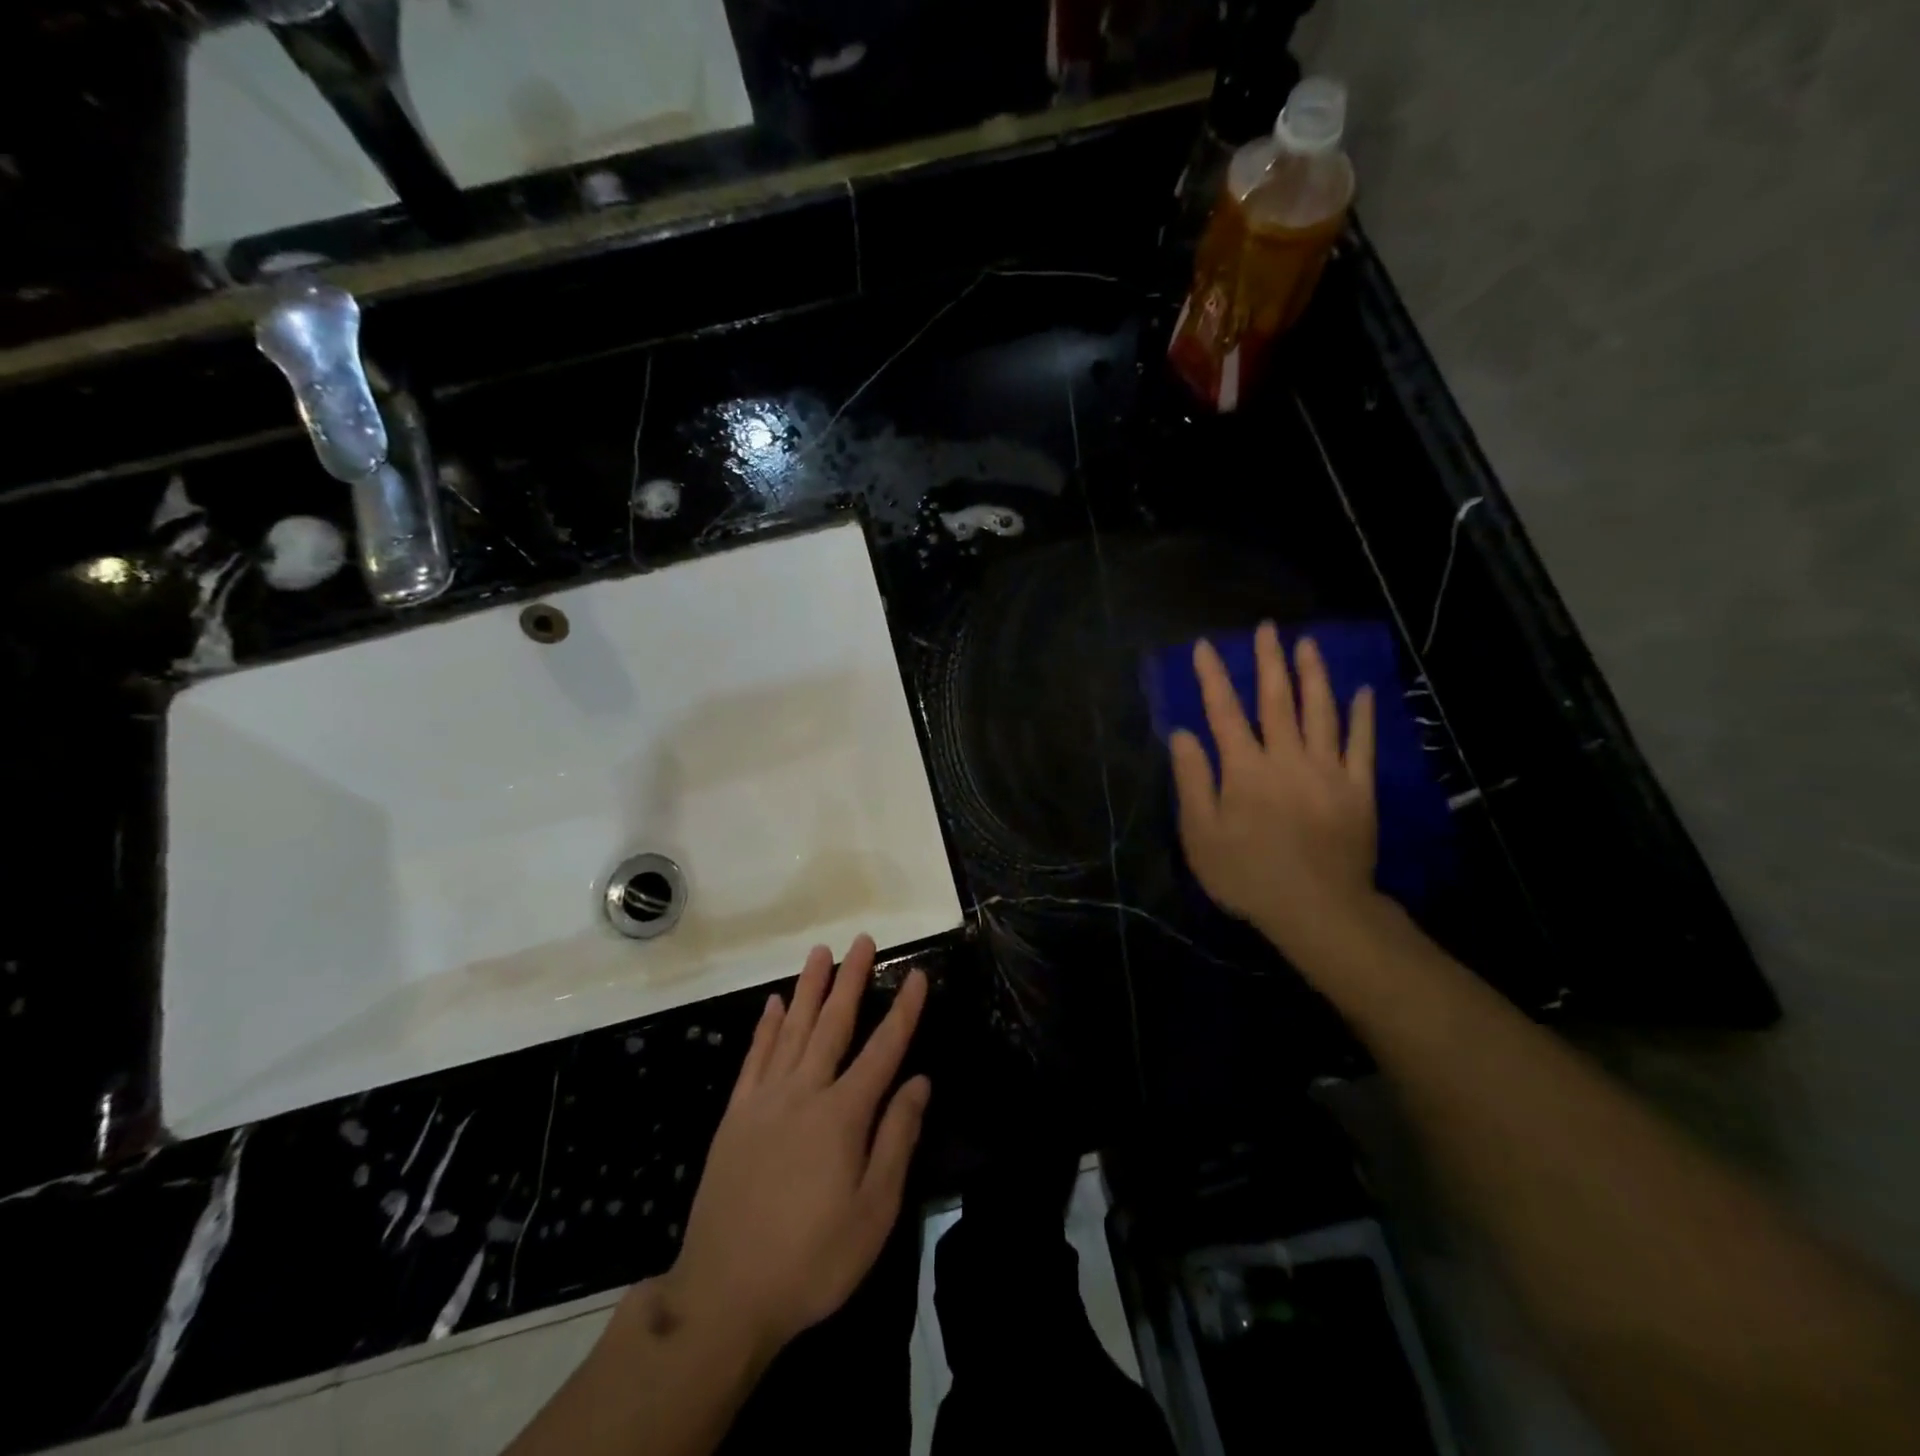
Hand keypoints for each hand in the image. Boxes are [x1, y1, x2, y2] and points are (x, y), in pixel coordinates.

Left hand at [660, 935, 929, 1364]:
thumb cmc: (812, 1259)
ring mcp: (764, 1101)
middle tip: (862, 941)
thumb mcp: (873, 1212)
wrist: (723, 1295)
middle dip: (851, 980)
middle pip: (833, 1024)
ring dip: (809, 988)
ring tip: (820, 952)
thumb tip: (919, 1081)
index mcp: (843, 1115)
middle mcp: (804, 1093)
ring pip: (793, 1029)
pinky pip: (755, 1058)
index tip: (916, 974)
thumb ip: (897, 1139)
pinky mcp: (736, 1116)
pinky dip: (766, 1027)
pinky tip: (775, 1004)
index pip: (883, 1049)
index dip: (903, 1010)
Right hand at [1169, 623, 1380, 961]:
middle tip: (1267, 628)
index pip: (1224, 712)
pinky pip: (1361, 743)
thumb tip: (1183, 734)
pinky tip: (1361, 691)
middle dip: (1269, 662)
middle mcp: (1286, 758)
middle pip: (1276, 700)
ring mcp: (1328, 770)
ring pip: (1321, 711)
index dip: (1213, 677)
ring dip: (1313, 675)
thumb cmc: (1248, 875)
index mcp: (1245, 770)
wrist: (1318, 909)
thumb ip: (1193, 781)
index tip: (1206, 646)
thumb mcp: (1201, 835)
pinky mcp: (1358, 788)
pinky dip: (1362, 715)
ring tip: (1307, 644)